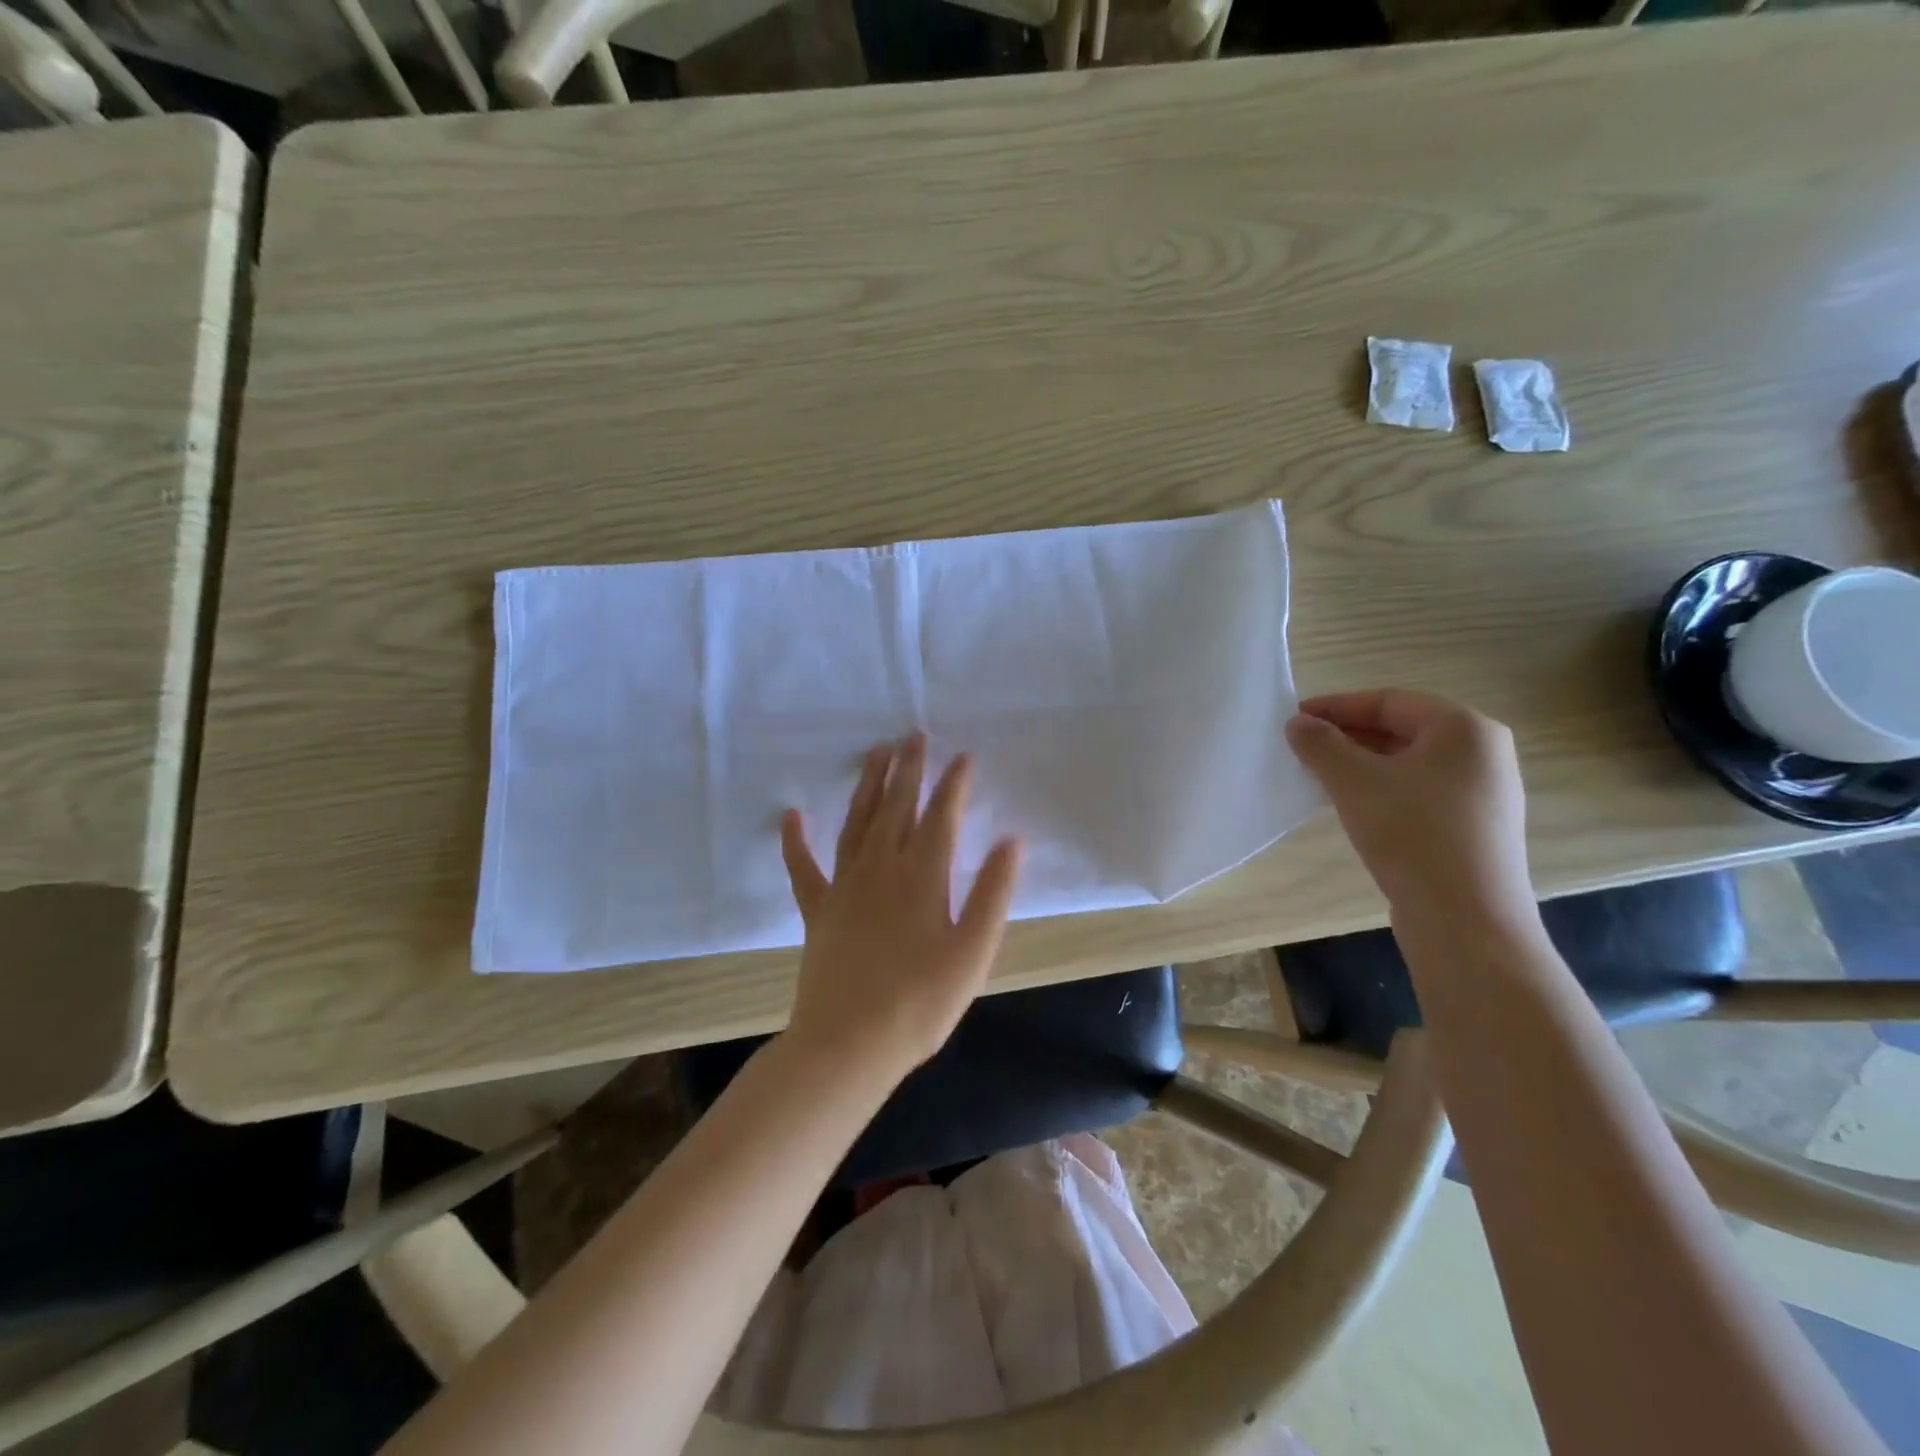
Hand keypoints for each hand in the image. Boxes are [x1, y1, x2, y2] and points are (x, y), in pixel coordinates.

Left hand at [780, 735, 1022, 1082]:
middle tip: (914, 735)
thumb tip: (1012, 841)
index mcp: (922, 877)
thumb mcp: (973, 952)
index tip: (963, 756)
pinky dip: (795, 840)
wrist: (848, 1046)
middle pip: (897, 807)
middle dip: (909, 769)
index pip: (941, 816)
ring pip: (857, 822)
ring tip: (876, 753)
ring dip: (868, 785)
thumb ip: (993, 893)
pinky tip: (791, 815)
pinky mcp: (817, 909)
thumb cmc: (920, 1003)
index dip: (953, 784)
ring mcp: (844, 886)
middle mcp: (882, 868)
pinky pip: (803, 867)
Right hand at [1285, 689, 1534, 927]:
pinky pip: (1420, 792)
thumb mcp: (1354, 781)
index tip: (1294, 718)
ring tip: (1319, 776)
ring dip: (1361, 765)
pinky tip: (1353, 807)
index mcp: (1465, 728)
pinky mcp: (1476, 828)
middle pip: (1401, 730)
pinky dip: (1382, 790)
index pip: (1388, 701)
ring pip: (1409, 764)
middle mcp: (1483, 753)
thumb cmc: (1412, 833)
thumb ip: (1321, 744)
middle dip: (1347, 736)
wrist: (1465, 919)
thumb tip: (1298, 723)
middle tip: (1302, 747)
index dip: (1336, 706)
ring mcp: (1484, 793)